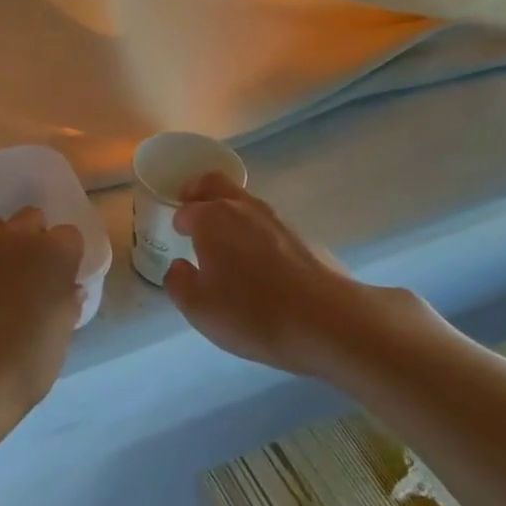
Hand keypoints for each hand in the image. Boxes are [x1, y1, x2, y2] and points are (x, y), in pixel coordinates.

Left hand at [0, 207, 83, 445]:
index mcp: (54, 254)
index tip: (59, 277)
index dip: (65, 255)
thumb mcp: (62, 335)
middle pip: (30, 218)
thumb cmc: (27, 361)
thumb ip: (67, 303)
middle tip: (26, 272)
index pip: (69, 235)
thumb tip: (68, 289)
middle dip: (31, 238)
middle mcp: (17, 238)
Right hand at [164, 173, 428, 379]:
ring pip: (244, 201)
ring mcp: (277, 218)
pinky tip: (258, 260)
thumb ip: (178, 283)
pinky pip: (268, 223)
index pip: (186, 209)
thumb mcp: (198, 308)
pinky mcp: (303, 235)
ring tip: (225, 240)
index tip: (177, 235)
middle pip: (215, 183)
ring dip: (230, 210)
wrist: (327, 321)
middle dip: (199, 191)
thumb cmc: (252, 312)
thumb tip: (179, 266)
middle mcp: (243, 207)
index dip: (178, 221)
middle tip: (192, 208)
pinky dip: (256, 231)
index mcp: (211, 218)